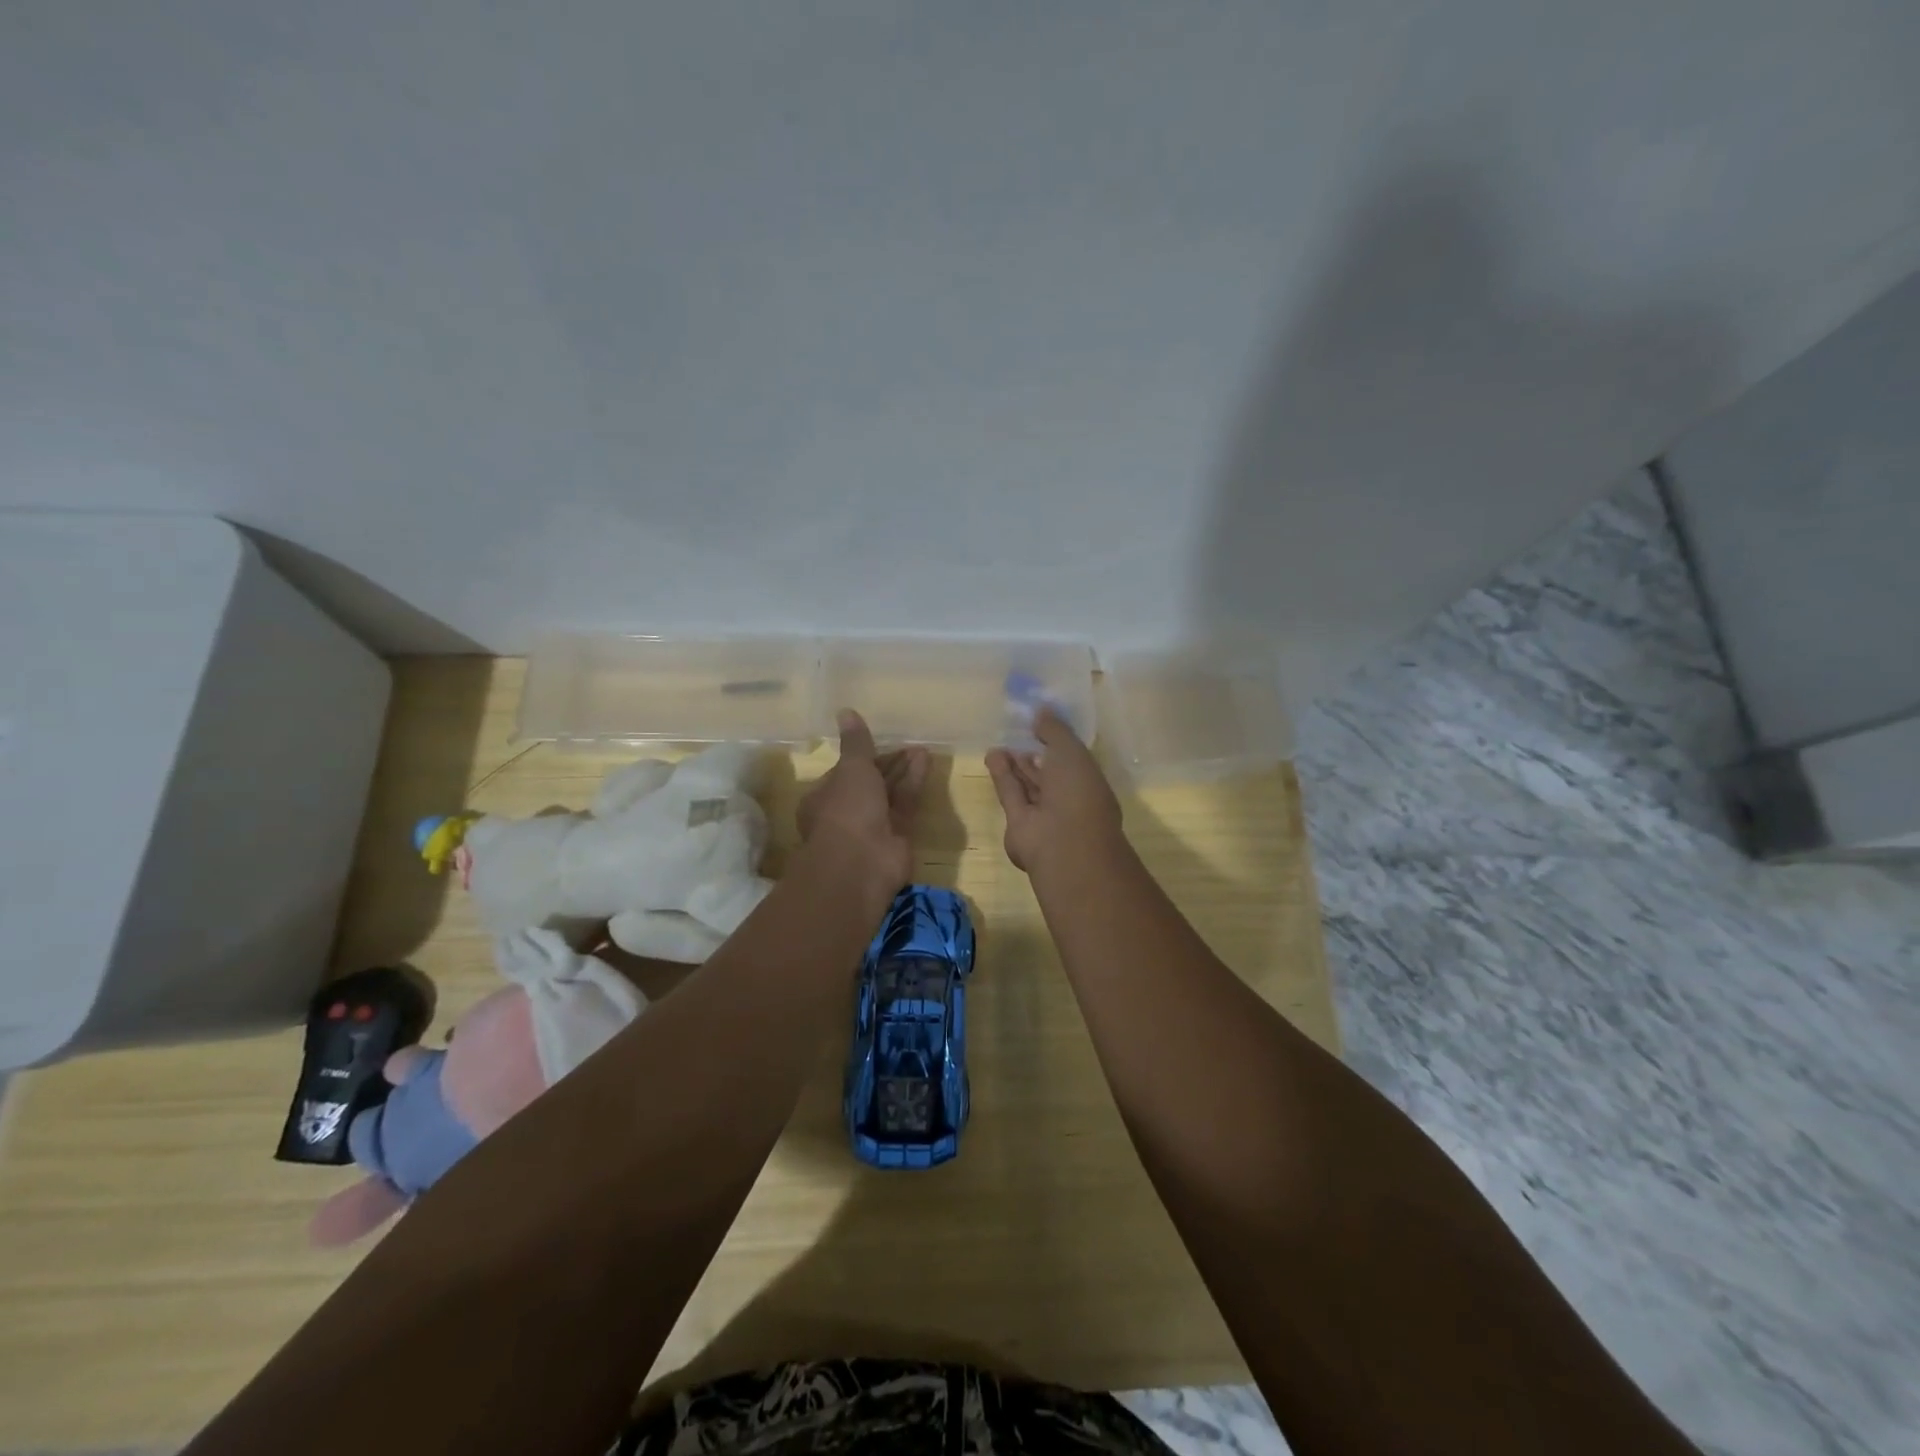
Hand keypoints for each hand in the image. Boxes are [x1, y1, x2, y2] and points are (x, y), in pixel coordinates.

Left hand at [797, 709, 927, 893]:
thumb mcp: (851, 768)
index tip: (882, 741)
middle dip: (889, 764)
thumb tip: (845, 711)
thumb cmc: (846, 809)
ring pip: (890, 794)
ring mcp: (872, 827)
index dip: (863, 757)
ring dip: (905, 772)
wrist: (860, 863)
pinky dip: (914, 784)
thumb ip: (856, 742)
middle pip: (870, 783)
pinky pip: (905, 805)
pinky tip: (925, 763)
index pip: (845, 772)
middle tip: (911, 745)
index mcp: (824, 797)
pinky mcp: (897, 837)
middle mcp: (846, 812)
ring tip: (923, 749)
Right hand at [985, 707, 1123, 875]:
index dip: (1056, 741)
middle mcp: (1068, 798)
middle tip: (1016, 733)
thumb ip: (1055, 730)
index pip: (1071, 759)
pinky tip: (992, 755)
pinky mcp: (1019, 822)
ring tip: (1000, 742)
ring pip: (1028, 784)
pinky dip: (1002, 776)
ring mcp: (1044, 813)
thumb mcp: (1071, 751)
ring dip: (1014, 764)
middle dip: (1033, 755)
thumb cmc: (1078, 792)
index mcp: (1088, 781)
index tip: (1039, 724)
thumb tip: (1042, 711)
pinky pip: (1011, 794)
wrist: (1063, 842)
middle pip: (1048, 773)